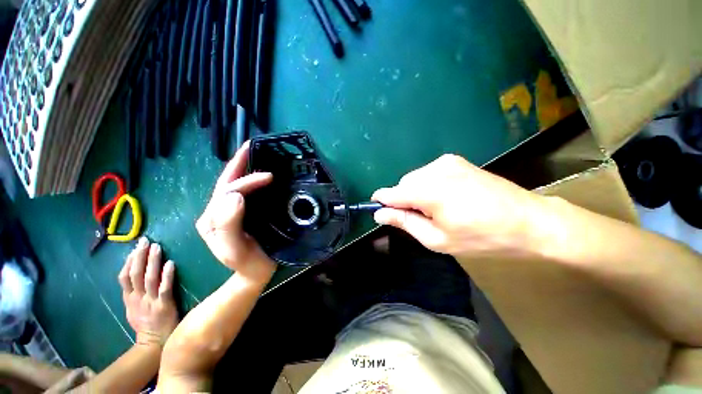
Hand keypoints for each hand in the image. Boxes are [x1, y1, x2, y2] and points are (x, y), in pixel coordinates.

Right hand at [118, 237, 177, 347]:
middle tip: (145, 241)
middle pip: (135, 274)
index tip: (135, 248)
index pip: (124, 277)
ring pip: (149, 278)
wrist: (153, 344)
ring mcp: (150, 302)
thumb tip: (135, 276)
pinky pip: (164, 288)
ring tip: (157, 247)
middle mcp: (137, 298)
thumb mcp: (132, 309)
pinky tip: (170, 263)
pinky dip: (167, 276)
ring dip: (152, 262)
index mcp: (129, 299)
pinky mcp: (164, 305)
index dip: (129, 262)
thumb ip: (133, 294)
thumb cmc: (145, 324)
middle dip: (139, 256)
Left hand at [196, 141, 276, 285]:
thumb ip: (229, 225)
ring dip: (243, 168)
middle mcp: (215, 212)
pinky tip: (259, 172)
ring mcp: (226, 211)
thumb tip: (235, 195)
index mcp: (211, 219)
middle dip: (238, 163)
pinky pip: (243, 191)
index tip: (269, 177)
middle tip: (252, 146)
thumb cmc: (248, 263)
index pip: (227, 192)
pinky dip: (251, 179)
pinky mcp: (238, 212)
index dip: (247, 181)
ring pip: (233, 184)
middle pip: (226, 182)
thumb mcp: (235, 249)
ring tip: (254, 153)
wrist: (255, 273)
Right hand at [372, 154, 548, 259]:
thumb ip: (404, 223)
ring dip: (416, 193)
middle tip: (421, 219)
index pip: (391, 193)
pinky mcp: (455, 160)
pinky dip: (427, 185)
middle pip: (403, 185)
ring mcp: (446, 161)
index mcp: (430, 191)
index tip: (379, 211)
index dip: (381, 202)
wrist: (529, 221)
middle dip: (403, 201)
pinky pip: (428, 173)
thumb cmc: (482, 237)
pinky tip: (445, 197)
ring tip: (436, 209)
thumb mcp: (437, 239)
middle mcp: (434, 170)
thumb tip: (379, 214)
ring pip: (414, 178)